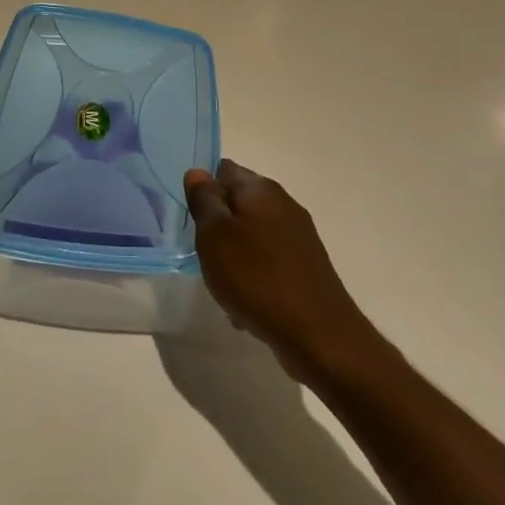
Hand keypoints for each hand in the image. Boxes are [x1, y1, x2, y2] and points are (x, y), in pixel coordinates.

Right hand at [184, 160, 374, 384]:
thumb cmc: (256, 278)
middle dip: (217, 224)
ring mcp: (298, 235)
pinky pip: (268, 260)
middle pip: (238, 202)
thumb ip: (204, 201)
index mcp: (260, 189)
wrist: (317, 334)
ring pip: (251, 234)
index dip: (202, 187)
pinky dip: (252, 274)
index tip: (188, 213)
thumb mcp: (215, 236)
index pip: (223, 170)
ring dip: (233, 252)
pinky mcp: (305, 264)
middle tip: (200, 249)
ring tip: (221, 281)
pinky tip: (244, 302)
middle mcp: (283, 204)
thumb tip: (198, 172)